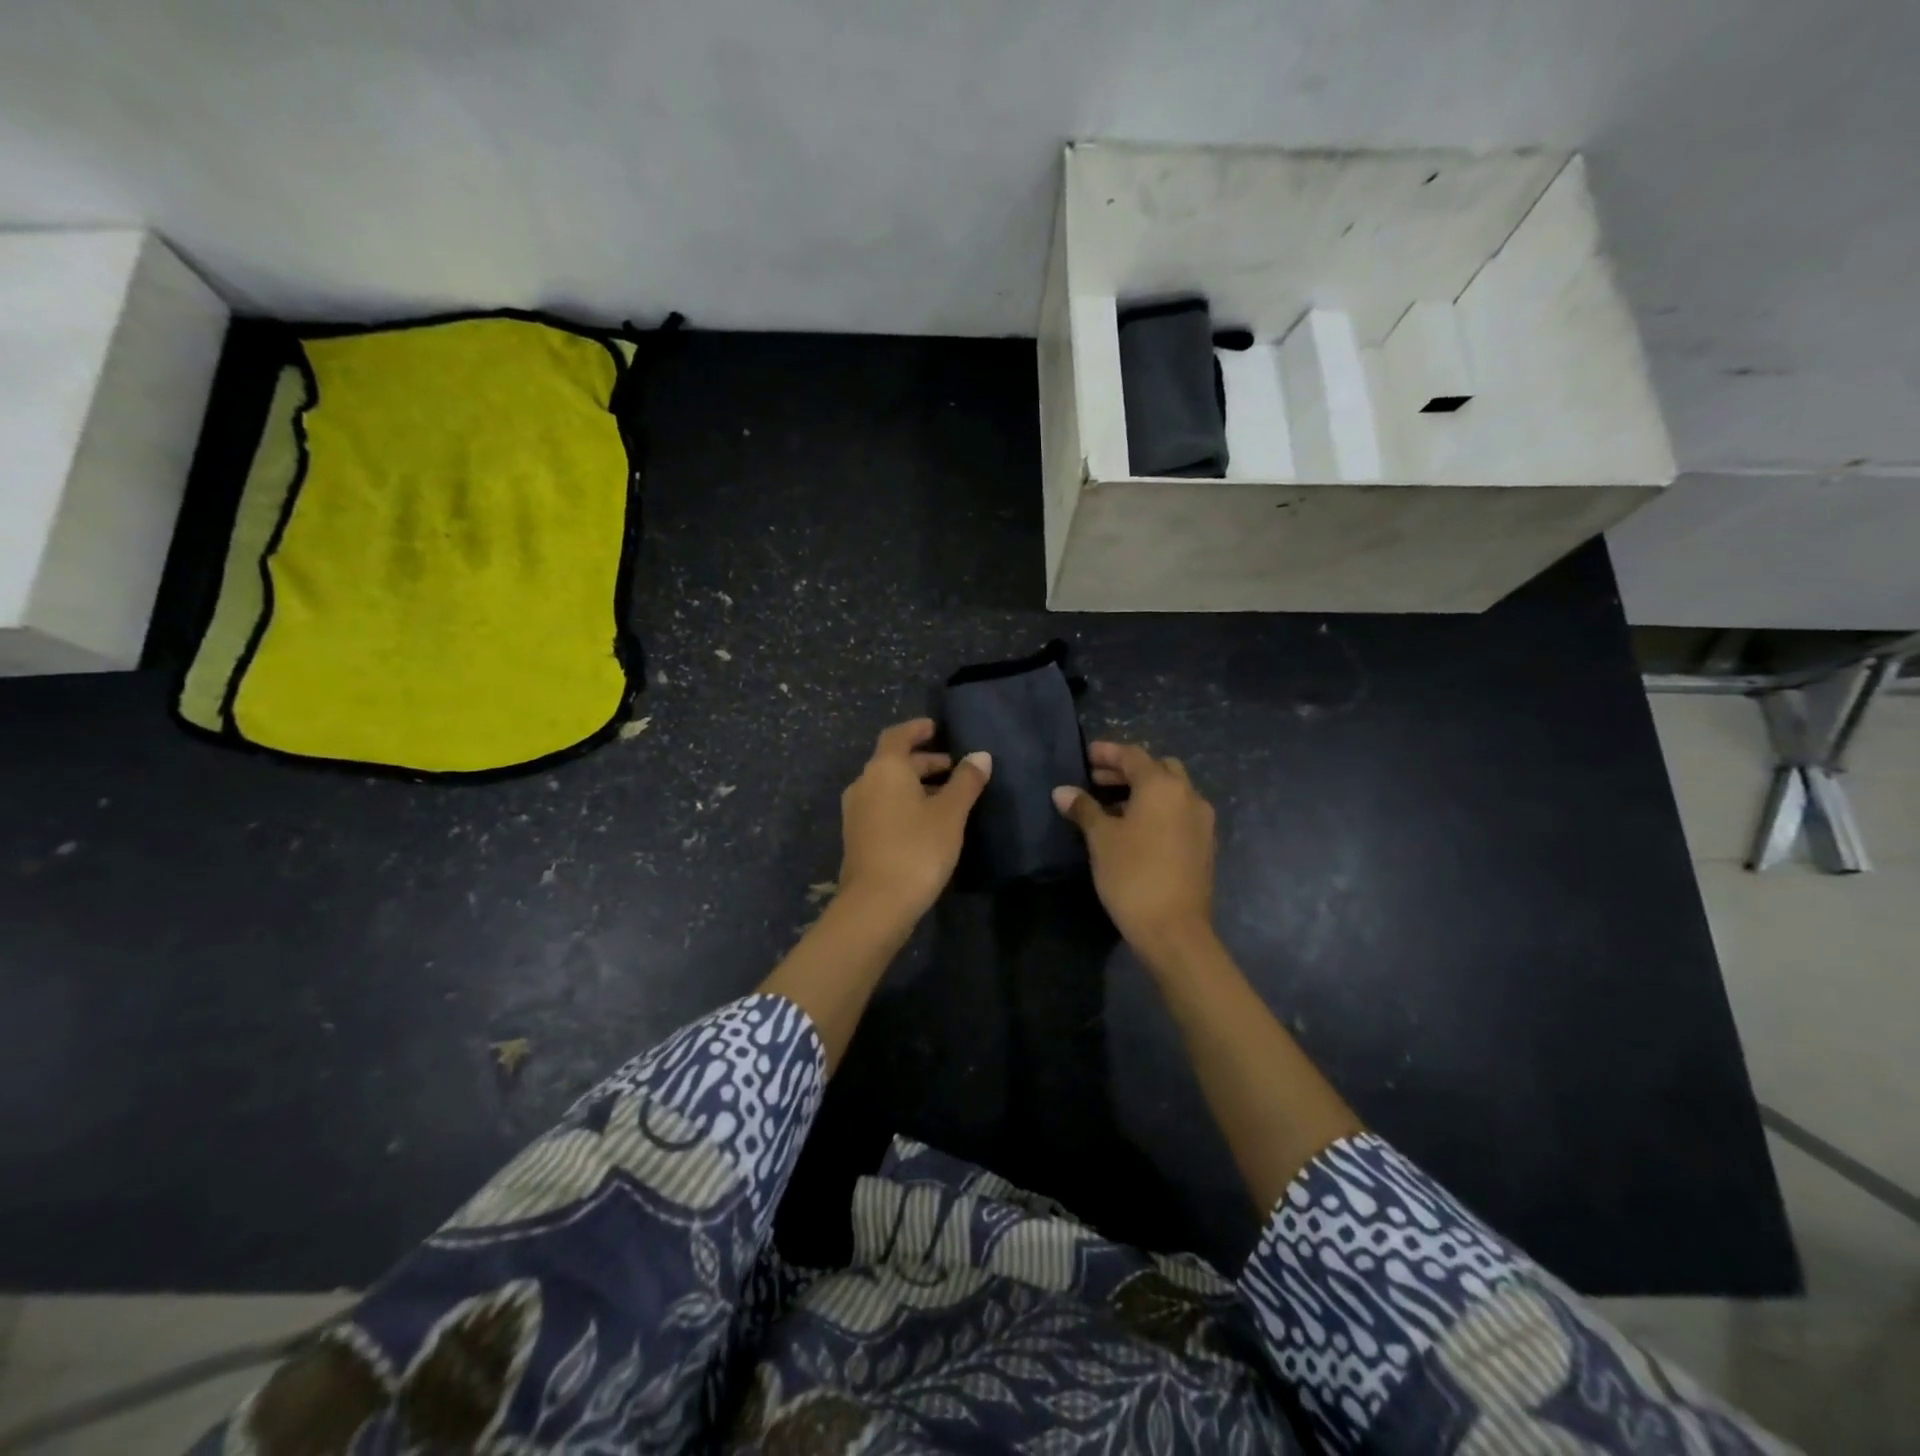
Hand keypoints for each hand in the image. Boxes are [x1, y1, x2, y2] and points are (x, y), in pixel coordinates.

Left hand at [837, 718, 990, 923]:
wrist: (876, 904)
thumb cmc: (917, 849)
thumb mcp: (950, 813)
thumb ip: (966, 781)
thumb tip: (980, 756)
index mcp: (884, 769)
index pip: (898, 735)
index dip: (918, 729)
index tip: (938, 729)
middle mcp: (864, 783)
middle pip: (893, 762)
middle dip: (923, 761)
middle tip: (954, 768)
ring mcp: (856, 812)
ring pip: (888, 786)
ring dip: (915, 785)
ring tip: (946, 796)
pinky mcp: (857, 837)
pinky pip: (882, 807)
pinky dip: (904, 804)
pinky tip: (927, 822)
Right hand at [1053, 741, 1215, 964]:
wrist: (1174, 930)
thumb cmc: (1132, 875)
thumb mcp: (1101, 839)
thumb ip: (1084, 809)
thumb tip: (1062, 791)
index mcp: (1163, 786)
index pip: (1132, 756)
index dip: (1107, 753)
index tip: (1085, 756)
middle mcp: (1188, 795)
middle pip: (1158, 768)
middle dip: (1127, 770)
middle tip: (1096, 780)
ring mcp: (1202, 821)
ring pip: (1172, 791)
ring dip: (1144, 790)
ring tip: (1111, 805)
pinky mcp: (1204, 844)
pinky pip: (1179, 813)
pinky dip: (1158, 810)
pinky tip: (1135, 829)